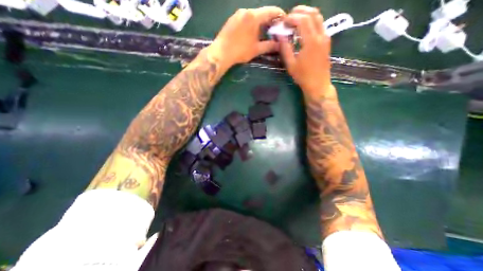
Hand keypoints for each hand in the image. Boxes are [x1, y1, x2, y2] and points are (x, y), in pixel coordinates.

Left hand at [209, 6, 282, 67]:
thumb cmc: (240, 51)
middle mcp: (246, 10)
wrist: (221, 52)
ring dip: (260, 22)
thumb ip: (269, 46)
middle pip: (262, 12)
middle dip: (270, 20)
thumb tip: (280, 45)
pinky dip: (252, 23)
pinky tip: (252, 32)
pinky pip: (245, 18)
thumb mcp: (256, 49)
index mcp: (254, 16)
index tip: (284, 21)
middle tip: (274, 29)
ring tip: (264, 32)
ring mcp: (237, 14)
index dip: (279, 15)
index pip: (271, 11)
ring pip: (253, 15)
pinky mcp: (232, 19)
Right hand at [279, 6, 331, 94]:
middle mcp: (320, 35)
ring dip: (306, 15)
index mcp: (311, 41)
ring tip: (295, 21)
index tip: (283, 23)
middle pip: (312, 13)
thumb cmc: (303, 76)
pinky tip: (303, 29)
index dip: (291, 18)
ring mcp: (325, 37)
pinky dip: (311, 21)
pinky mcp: (326, 41)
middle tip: (288, 18)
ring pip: (318, 17)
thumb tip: (280, 35)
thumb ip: (285, 48)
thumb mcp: (291, 64)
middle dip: (299, 12)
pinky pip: (320, 24)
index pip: (302, 20)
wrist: (318, 84)